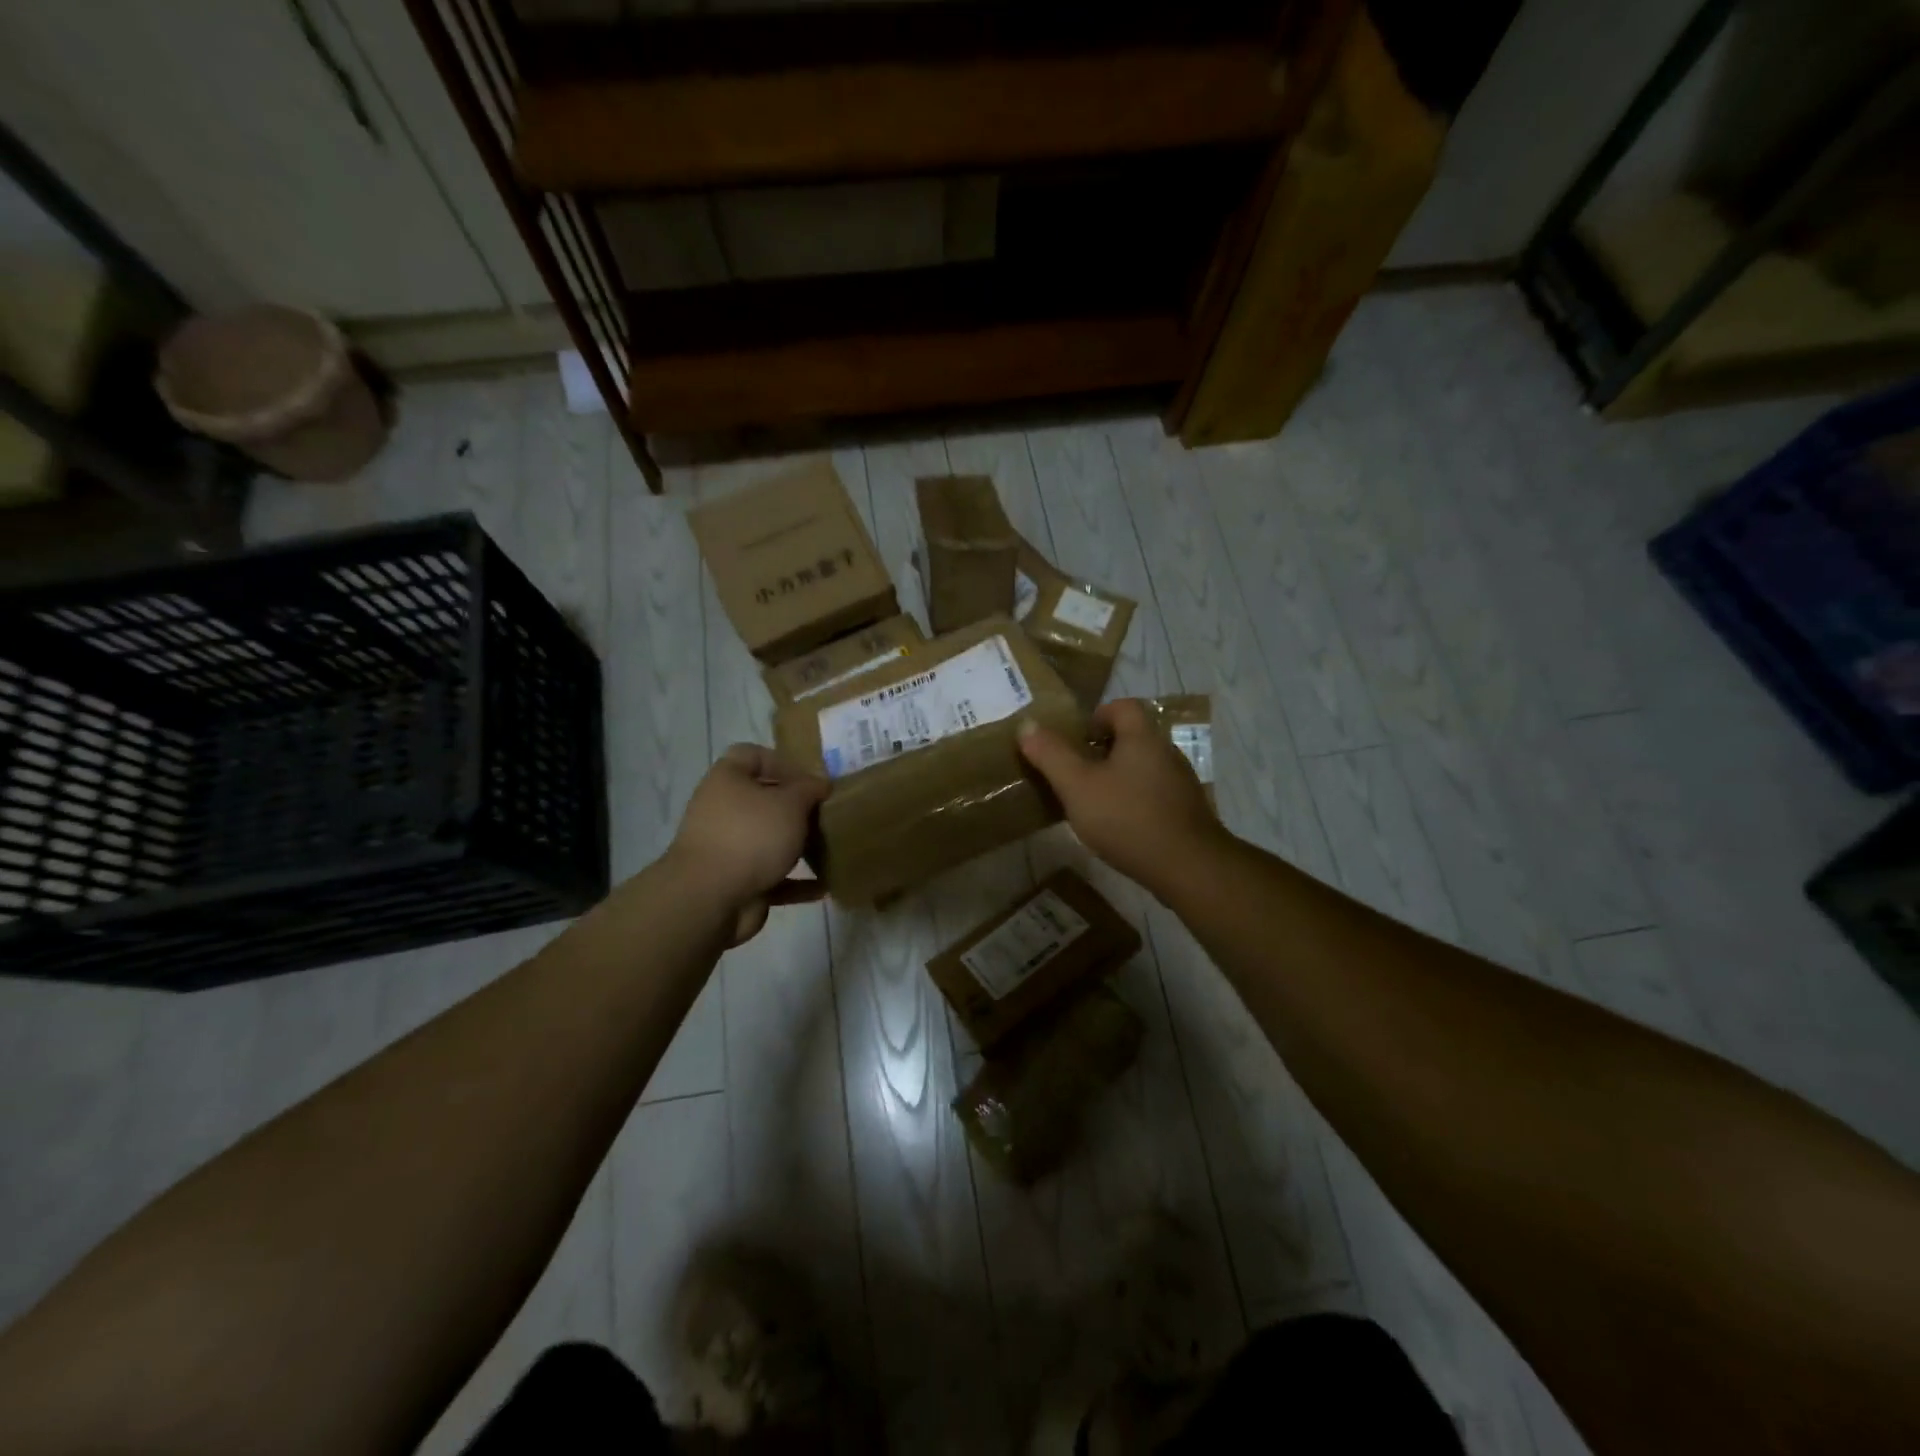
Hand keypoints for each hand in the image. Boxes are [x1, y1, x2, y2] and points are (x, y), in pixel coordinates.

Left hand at [668, 744, 829, 944]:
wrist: (710, 898)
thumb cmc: (751, 835)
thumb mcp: (790, 803)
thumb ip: (810, 789)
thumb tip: (821, 784)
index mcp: (727, 780)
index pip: (752, 755)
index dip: (782, 762)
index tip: (810, 779)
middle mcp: (722, 810)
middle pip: (763, 800)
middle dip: (796, 808)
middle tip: (826, 813)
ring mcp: (727, 848)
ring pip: (768, 839)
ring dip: (797, 845)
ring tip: (829, 847)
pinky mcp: (736, 882)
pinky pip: (772, 877)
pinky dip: (796, 881)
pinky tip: (823, 886)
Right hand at [1018, 699, 1222, 894]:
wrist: (1188, 867)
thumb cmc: (1127, 818)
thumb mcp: (1077, 786)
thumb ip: (1051, 754)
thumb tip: (1027, 725)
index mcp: (1143, 737)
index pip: (1122, 706)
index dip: (1096, 716)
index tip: (1075, 741)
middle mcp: (1167, 752)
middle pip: (1132, 737)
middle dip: (1102, 751)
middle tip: (1075, 773)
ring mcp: (1180, 783)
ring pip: (1143, 768)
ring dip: (1118, 778)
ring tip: (1093, 802)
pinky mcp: (1186, 812)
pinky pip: (1154, 794)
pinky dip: (1134, 801)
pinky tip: (1119, 827)